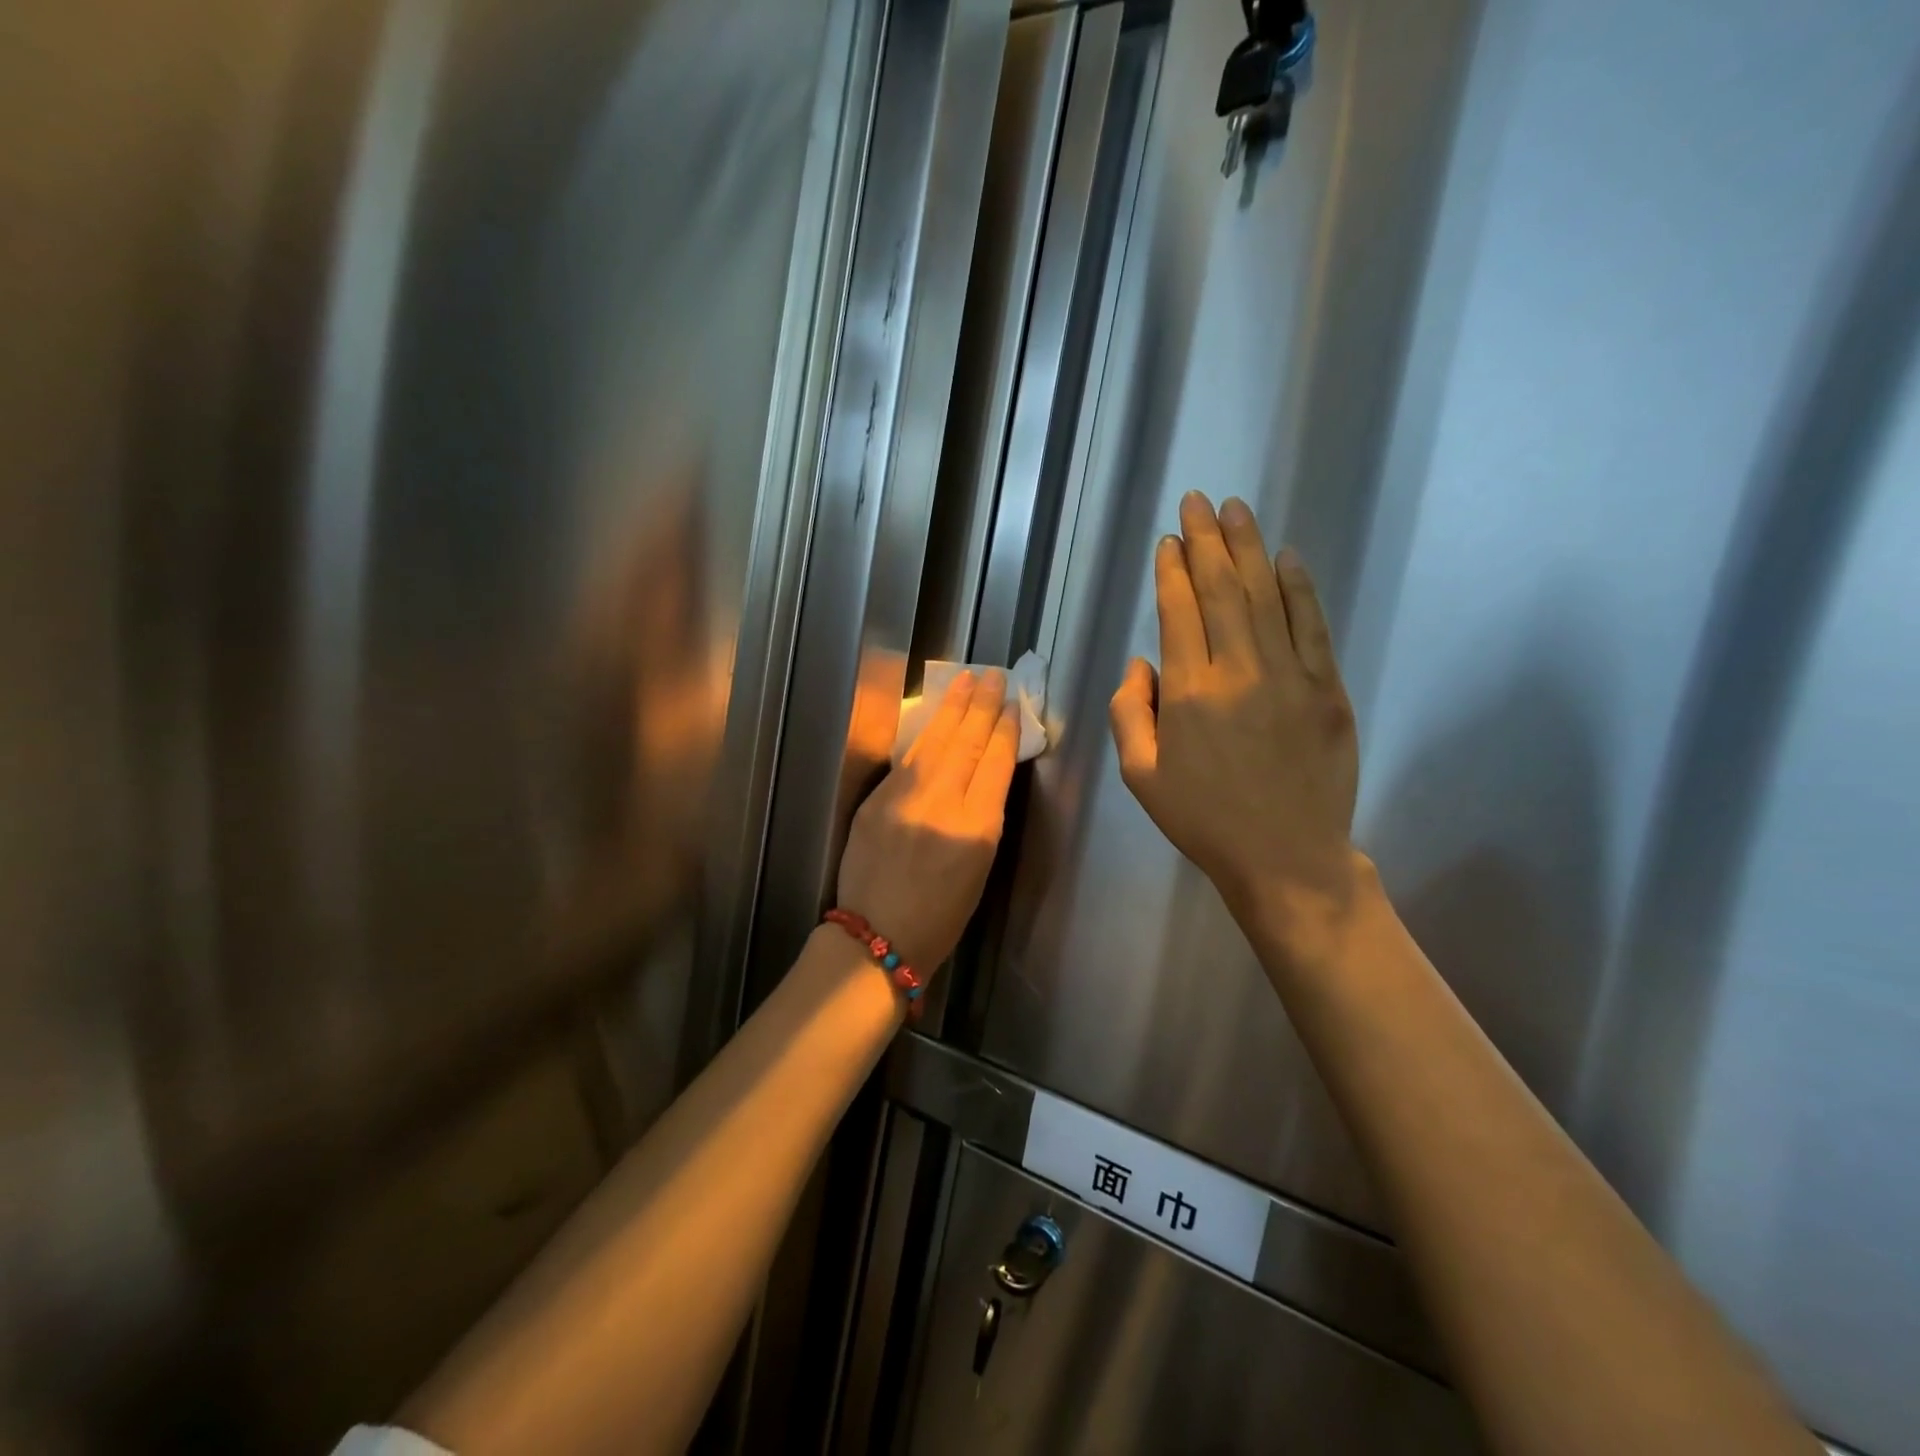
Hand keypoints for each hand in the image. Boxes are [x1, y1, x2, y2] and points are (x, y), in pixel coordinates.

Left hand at [837, 669, 1019, 974]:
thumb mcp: (980, 868)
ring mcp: (904, 799)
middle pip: (966, 743)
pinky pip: (907, 759)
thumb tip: (985, 773)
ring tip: (966, 680)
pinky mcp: (876, 801)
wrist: (877, 937)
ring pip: (934, 742)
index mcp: (976, 829)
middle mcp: (941, 806)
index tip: (1012, 705)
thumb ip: (984, 816)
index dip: (1005, 730)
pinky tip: (934, 716)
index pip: (995, 764)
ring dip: (952, 707)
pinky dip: (924, 734)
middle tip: (993, 676)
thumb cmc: (941, 916)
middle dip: (982, 705)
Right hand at [1109, 492, 1361, 962]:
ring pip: (1265, 595)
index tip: (1169, 540)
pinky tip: (1286, 558)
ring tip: (1235, 510)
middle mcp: (1238, 671)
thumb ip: (1128, 713)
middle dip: (1206, 541)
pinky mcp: (1329, 688)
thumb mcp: (1140, 776)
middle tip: (1197, 502)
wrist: (1286, 858)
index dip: (1171, 571)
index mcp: (1188, 693)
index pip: (1178, 612)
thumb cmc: (1204, 820)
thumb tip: (1141, 664)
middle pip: (1221, 589)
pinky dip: (1298, 587)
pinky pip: (1312, 625)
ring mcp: (1290, 675)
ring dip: (1249, 548)